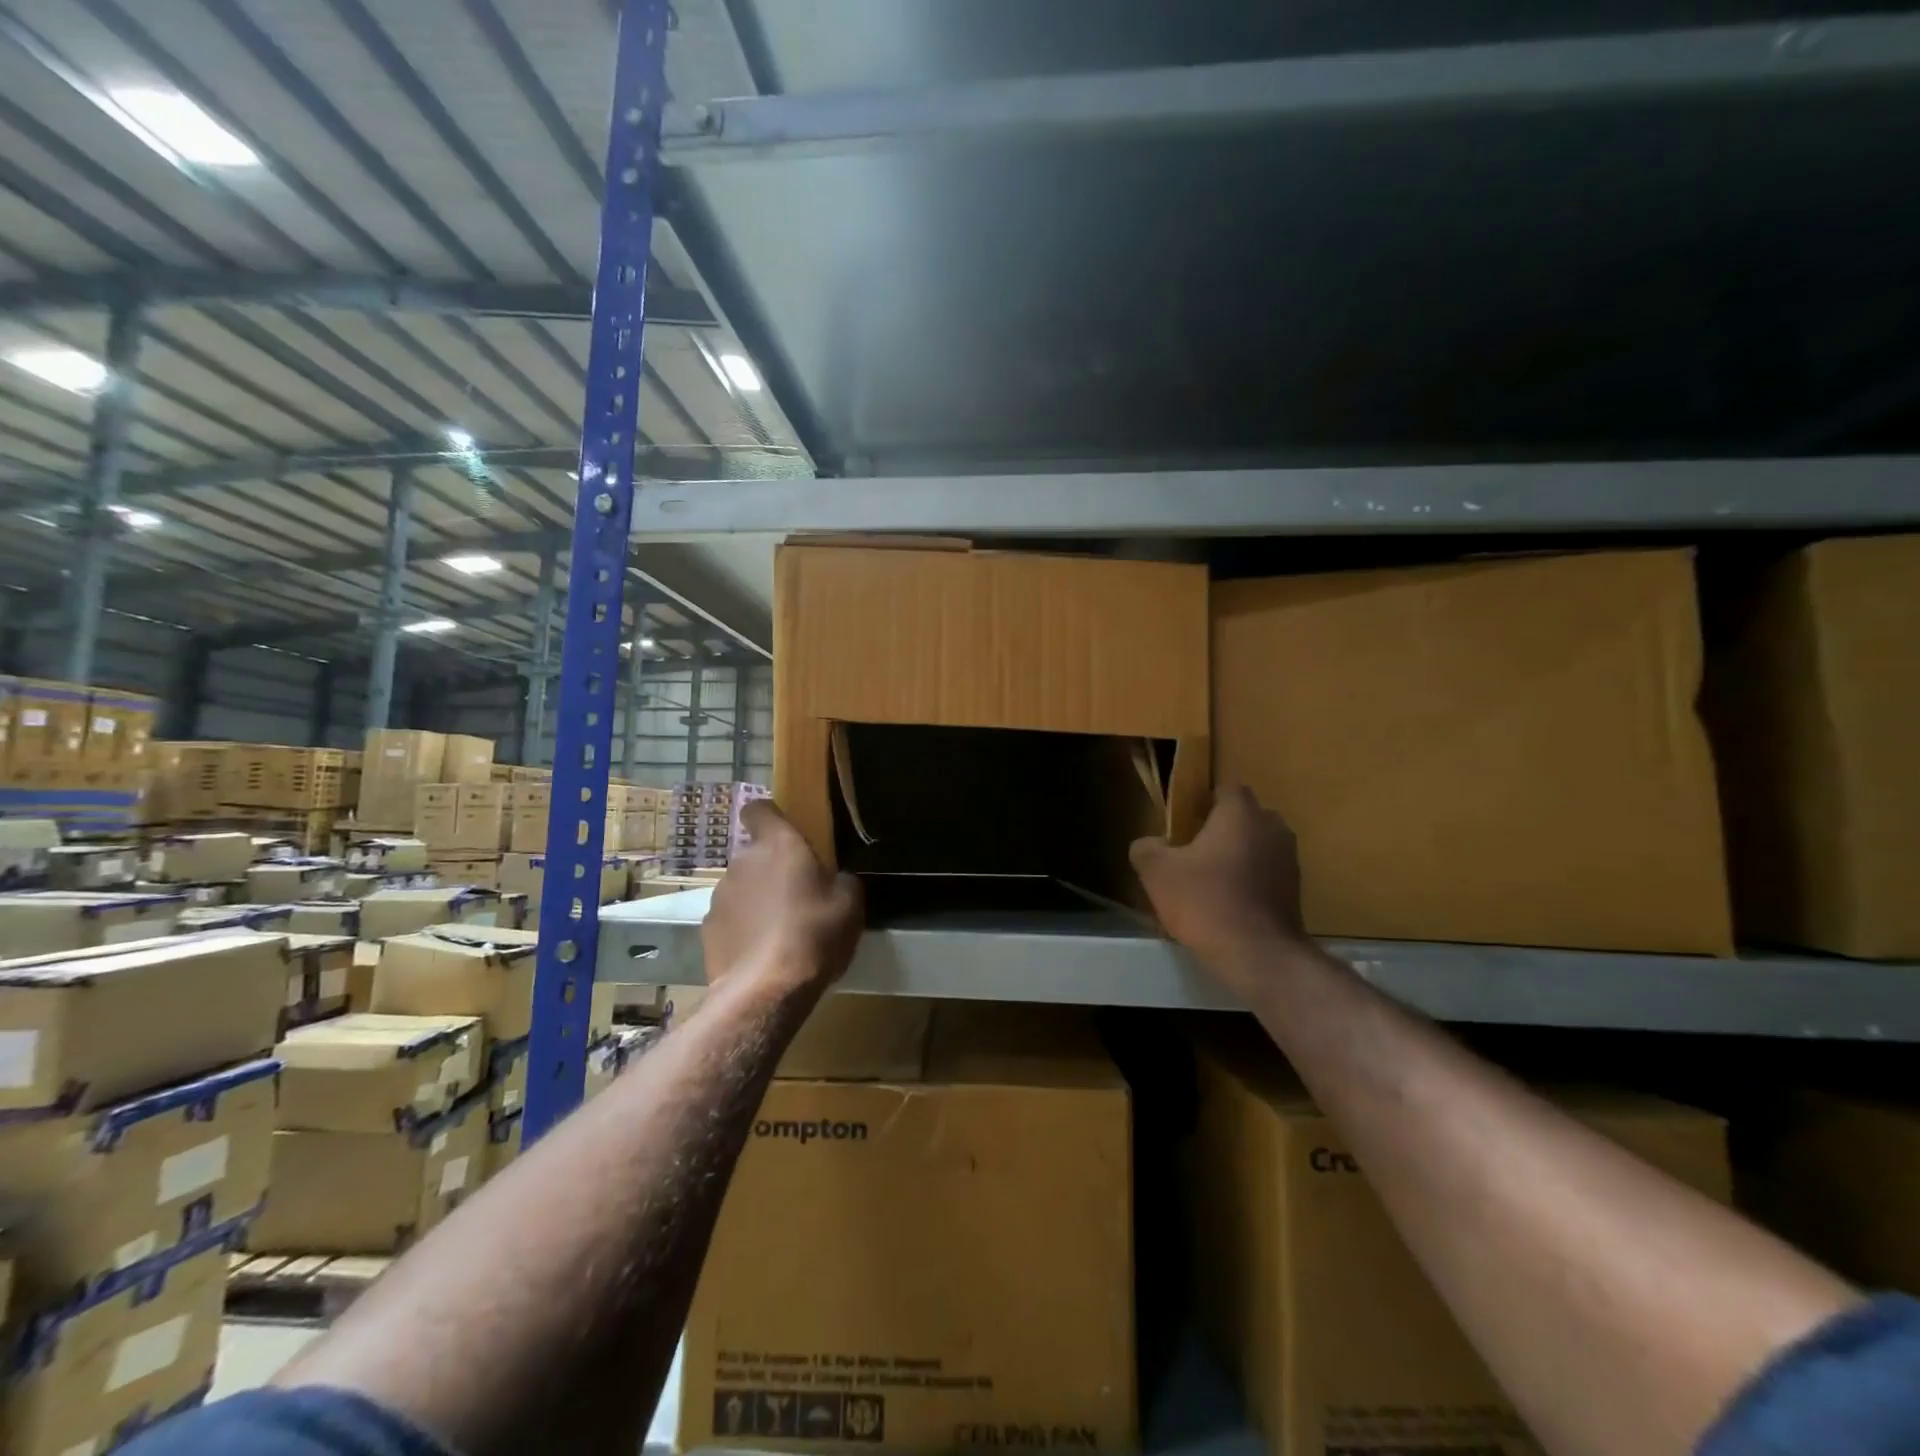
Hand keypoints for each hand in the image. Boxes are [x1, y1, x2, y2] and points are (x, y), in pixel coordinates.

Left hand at [703, 800, 864, 992]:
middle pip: (755, 855)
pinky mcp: (707, 928)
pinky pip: (730, 918)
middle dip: (771, 869)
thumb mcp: (850, 902)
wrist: (766, 989)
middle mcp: (742, 861)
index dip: (770, 818)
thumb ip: (840, 879)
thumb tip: (832, 879)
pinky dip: (742, 928)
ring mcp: (719, 895)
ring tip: (778, 931)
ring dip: (756, 900)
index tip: (784, 834)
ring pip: (741, 887)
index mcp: (778, 845)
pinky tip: (760, 953)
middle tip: (796, 896)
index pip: (759, 809)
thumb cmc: (814, 933)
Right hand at [1130, 786, 1311, 971]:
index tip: (1184, 821)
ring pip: (1258, 843)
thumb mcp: (1157, 873)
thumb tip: (1150, 843)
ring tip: (1210, 877)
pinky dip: (1251, 877)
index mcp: (1241, 813)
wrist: (1258, 955)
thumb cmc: (1206, 901)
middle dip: (1221, 826)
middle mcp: (1272, 827)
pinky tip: (1229, 900)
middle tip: (1193, 848)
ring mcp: (1289, 858)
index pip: (1226, 788)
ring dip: (1238, 853)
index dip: (1203, 800)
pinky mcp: (1296, 888)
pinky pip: (1268, 870)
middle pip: (1244, 815)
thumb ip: (1146, 848)